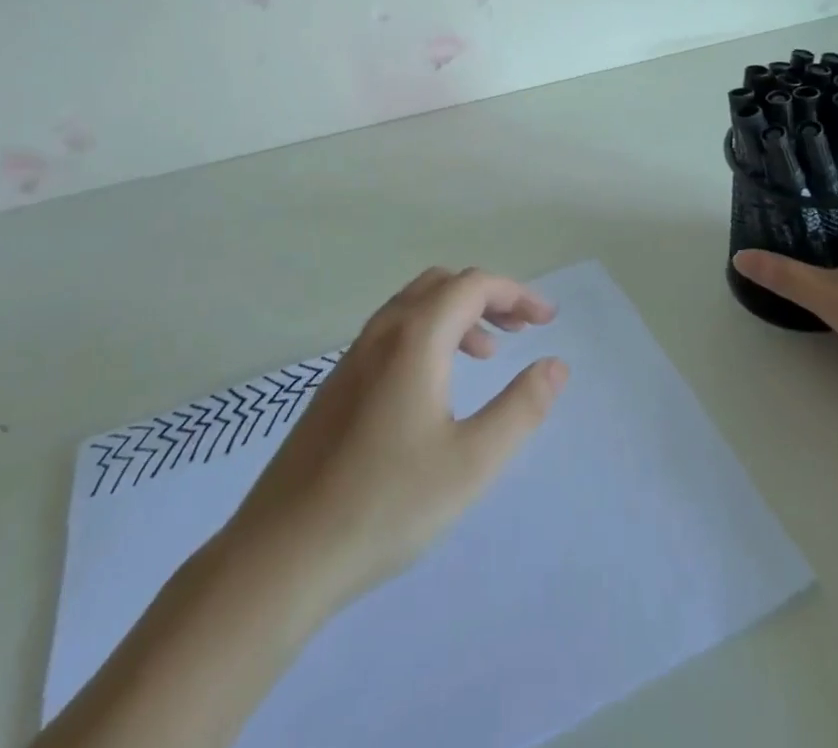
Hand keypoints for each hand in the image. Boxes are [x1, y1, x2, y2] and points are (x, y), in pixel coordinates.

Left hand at [225, 266, 566, 617]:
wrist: (282, 553)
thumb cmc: (387, 504)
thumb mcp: (472, 461)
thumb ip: (521, 408)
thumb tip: (555, 364)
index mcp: (415, 337)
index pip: (473, 285)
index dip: (516, 294)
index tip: (548, 320)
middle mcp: (382, 332)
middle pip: (443, 284)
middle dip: (488, 298)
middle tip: (521, 331)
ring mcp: (353, 356)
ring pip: (415, 306)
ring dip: (458, 314)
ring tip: (488, 355)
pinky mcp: (337, 383)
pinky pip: (394, 332)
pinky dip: (429, 334)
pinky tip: (436, 385)